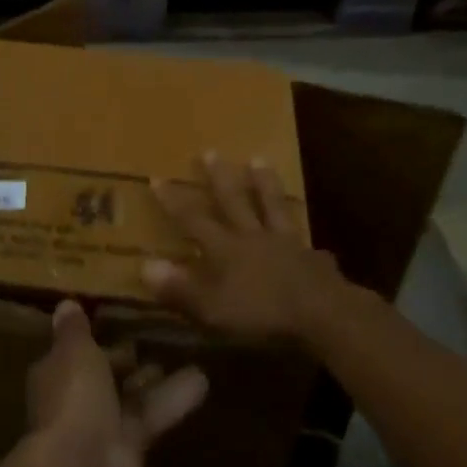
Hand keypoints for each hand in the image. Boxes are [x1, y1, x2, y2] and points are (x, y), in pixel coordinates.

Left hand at [25, 299, 207, 466]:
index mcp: (57, 372)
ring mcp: (104, 425)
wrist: (81, 465)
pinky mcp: (132, 446)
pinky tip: (203, 380)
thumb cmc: (72, 395)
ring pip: (133, 395)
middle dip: (127, 360)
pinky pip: (154, 416)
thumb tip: (67, 303)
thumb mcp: (74, 349)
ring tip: (189, 355)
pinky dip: (175, 400)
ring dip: (156, 380)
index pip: (77, 352)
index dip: (96, 339)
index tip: (121, 321)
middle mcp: (77, 398)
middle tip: (156, 338)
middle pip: (106, 374)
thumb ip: (75, 329)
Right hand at [144, 152, 347, 341]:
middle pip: (234, 201)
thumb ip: (179, 288)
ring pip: (272, 206)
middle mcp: (253, 237)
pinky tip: (313, 243)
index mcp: (225, 249)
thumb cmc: (261, 313)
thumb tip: (144, 265)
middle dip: (219, 177)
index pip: (193, 219)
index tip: (158, 177)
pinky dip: (306, 241)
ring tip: (259, 160)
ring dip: (264, 184)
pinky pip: (306, 243)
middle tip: (211, 151)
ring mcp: (286, 244)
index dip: (173, 201)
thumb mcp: (212, 308)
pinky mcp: (313, 259)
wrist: (322, 314)